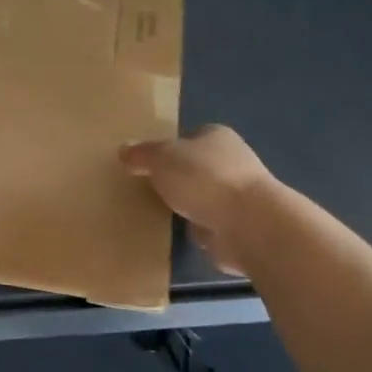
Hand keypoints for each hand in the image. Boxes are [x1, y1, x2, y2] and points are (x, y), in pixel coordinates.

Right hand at [121, 125, 276, 274]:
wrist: (248, 224)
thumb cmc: (204, 179)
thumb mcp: (161, 158)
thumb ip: (142, 154)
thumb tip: (124, 150)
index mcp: (216, 136)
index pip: (189, 137)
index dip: (168, 148)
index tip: (147, 164)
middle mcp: (232, 162)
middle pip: (196, 167)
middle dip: (176, 178)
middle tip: (146, 189)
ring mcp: (237, 196)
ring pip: (202, 197)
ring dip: (186, 206)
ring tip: (155, 213)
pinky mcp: (237, 227)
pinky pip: (207, 224)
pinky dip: (194, 229)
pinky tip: (175, 234)